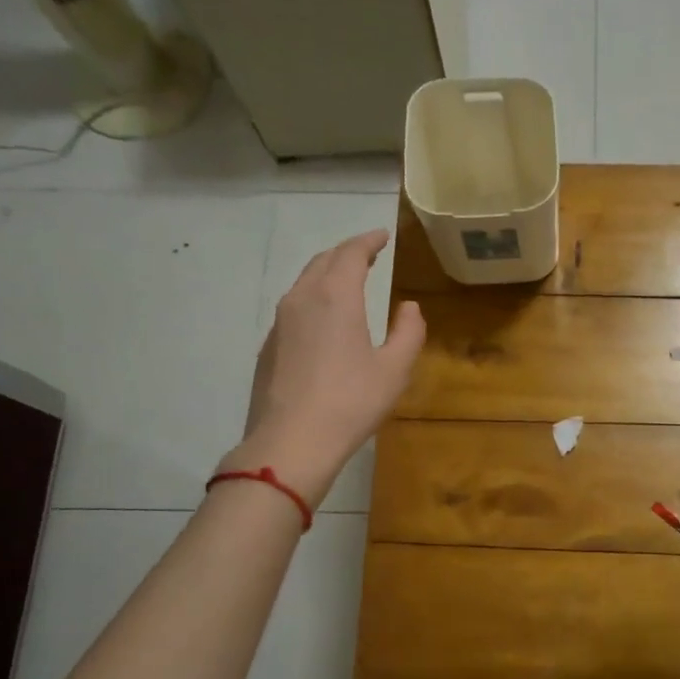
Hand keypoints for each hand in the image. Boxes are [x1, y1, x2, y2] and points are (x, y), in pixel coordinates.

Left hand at [215, 230, 424, 505]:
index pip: (351, 253)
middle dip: (347, 253)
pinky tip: (324, 318)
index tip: (383, 236)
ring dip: (327, 273)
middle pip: (323, 261)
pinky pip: (294, 306)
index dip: (368, 241)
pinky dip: (313, 298)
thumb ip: (408, 332)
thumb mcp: (394, 370)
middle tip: (367, 254)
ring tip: (347, 280)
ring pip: (304, 282)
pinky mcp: (269, 345)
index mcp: (336, 297)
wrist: (291, 442)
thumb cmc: (351, 403)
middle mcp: (303, 298)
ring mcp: (280, 322)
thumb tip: (409, 307)